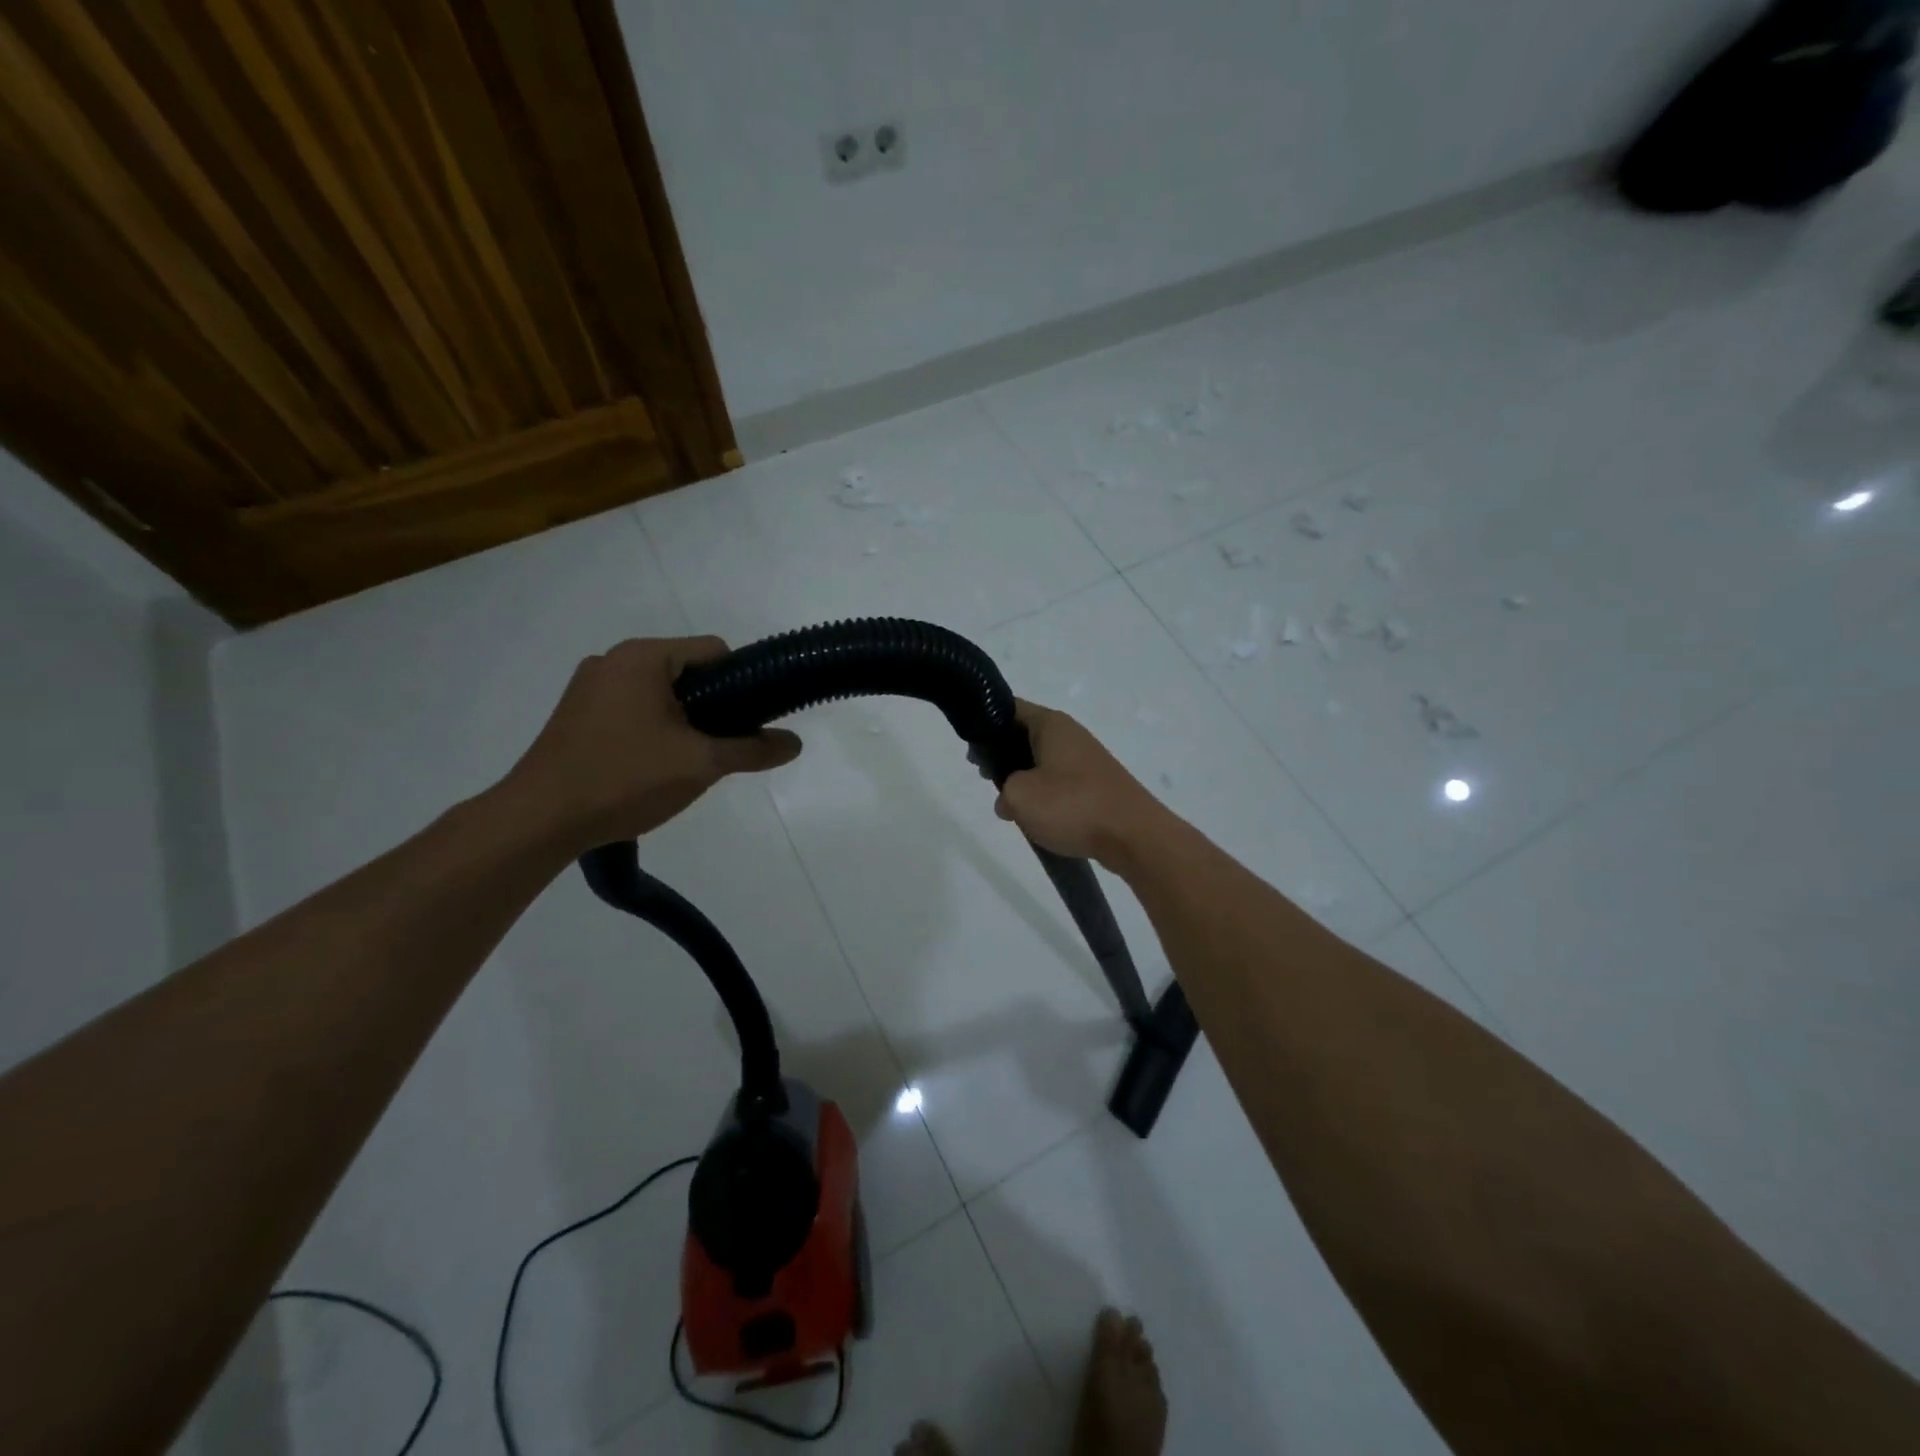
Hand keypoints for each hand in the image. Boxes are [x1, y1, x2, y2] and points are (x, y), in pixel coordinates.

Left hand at [505, 637, 800, 848]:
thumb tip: (795, 744)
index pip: (714, 651)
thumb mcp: (701, 765)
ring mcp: (589, 687)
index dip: (742, 683)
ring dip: (683, 722)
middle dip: (712, 707)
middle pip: (687, 672)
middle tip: (720, 749)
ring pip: (660, 694)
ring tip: (687, 764)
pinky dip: (653, 730)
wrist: (539, 820)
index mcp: (643, 657)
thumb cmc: (625, 779)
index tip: (751, 721)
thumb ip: (752, 750)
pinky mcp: (575, 715)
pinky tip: (651, 768)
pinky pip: (632, 710)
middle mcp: (613, 660)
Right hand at [993, 701, 1167, 867]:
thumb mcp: (1019, 796)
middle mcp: (1070, 734)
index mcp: (1051, 724)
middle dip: (1002, 755)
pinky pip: (1059, 781)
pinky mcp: (1096, 784)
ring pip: (1041, 760)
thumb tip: (1007, 800)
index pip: (1009, 708)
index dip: (985, 725)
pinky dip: (1044, 793)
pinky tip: (1037, 816)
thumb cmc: (1073, 806)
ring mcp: (1086, 759)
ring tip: (1009, 803)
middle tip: (985, 777)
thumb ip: (1002, 791)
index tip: (972, 749)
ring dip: (1022, 778)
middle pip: (1024, 735)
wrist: (1134, 836)